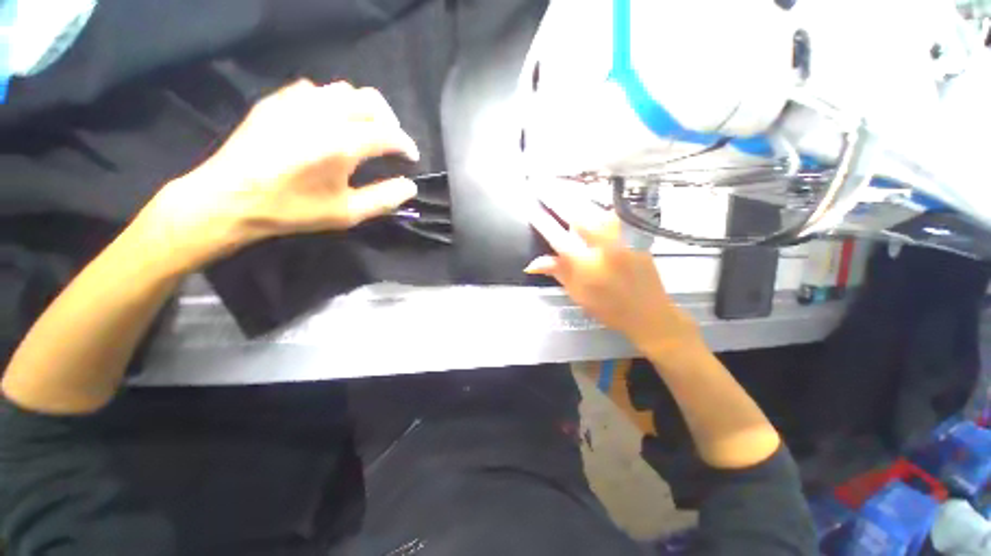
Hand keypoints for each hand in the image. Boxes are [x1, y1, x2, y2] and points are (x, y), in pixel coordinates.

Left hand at [138, 80, 419, 268]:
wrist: (230, 198)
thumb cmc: (293, 210)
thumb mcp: (346, 213)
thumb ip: (384, 199)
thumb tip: (410, 187)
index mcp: (342, 144)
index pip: (388, 134)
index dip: (406, 145)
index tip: (412, 157)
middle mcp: (323, 114)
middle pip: (370, 101)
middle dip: (390, 120)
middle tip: (392, 141)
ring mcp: (296, 101)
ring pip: (344, 90)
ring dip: (363, 109)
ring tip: (365, 129)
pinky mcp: (277, 100)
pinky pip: (315, 89)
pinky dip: (333, 102)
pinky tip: (330, 121)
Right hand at [525, 186, 700, 354]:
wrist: (649, 312)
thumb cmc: (608, 307)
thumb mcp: (577, 294)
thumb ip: (556, 272)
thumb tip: (531, 263)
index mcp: (586, 265)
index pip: (557, 237)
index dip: (542, 222)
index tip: (530, 208)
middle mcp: (604, 246)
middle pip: (577, 214)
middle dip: (557, 196)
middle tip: (542, 182)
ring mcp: (622, 237)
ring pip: (595, 209)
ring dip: (576, 196)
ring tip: (559, 185)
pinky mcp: (634, 234)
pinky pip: (611, 213)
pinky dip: (595, 205)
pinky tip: (586, 200)